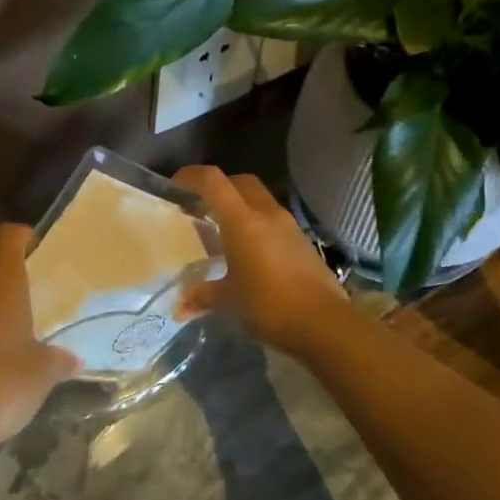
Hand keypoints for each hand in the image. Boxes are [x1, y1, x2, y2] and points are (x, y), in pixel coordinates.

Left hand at [0, 225, 79, 454]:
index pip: (6, 235)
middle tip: (32, 285)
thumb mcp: (45, 372)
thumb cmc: (4, 384)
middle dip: (6, 265)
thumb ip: (61, 359)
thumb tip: (74, 361)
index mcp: (1, 284)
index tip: (40, 250)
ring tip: (12, 319)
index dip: (24, 236)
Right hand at [173, 167, 349, 355]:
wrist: (323, 323)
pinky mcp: (303, 242)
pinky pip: (275, 221)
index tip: (175, 184)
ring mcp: (289, 226)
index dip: (192, 176)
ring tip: (225, 231)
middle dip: (220, 187)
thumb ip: (203, 296)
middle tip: (202, 206)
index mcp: (243, 221)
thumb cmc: (269, 305)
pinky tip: (251, 252)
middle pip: (241, 182)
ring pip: (260, 200)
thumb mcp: (230, 301)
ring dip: (242, 207)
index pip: (213, 182)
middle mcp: (267, 214)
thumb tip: (180, 307)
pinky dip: (259, 225)